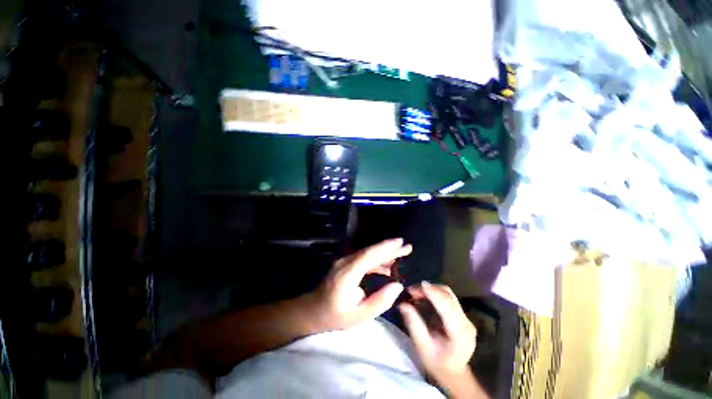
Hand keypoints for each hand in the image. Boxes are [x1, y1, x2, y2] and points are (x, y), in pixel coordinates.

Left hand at [305, 238, 410, 330]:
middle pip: (370, 251)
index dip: (385, 248)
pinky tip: (387, 266)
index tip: (400, 243)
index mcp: (348, 274)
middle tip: (407, 246)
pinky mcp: (346, 264)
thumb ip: (379, 301)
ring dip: (385, 252)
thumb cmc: (335, 316)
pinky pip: (364, 258)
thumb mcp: (359, 316)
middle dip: (389, 248)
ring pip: (368, 253)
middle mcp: (346, 263)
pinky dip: (377, 260)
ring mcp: (345, 261)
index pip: (369, 255)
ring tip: (402, 253)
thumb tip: (398, 286)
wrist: (313, 309)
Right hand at [399, 282, 476, 382]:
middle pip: (448, 296)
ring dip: (432, 289)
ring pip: (449, 294)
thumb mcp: (423, 347)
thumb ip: (414, 325)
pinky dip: (435, 293)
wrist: (453, 373)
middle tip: (411, 291)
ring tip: (416, 293)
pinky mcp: (463, 315)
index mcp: (459, 332)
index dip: (433, 293)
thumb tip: (403, 304)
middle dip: (429, 289)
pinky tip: (425, 297)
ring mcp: (466, 318)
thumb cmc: (437, 363)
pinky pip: (449, 298)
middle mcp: (466, 322)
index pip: (447, 306)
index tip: (419, 285)